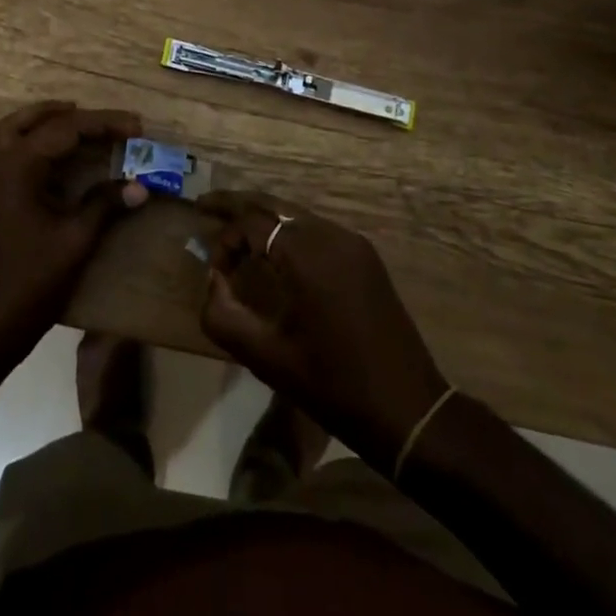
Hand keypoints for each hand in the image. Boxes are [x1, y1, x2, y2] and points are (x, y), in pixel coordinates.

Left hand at [0, 101, 147, 364]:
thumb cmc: (31, 282)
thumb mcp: (76, 240)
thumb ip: (106, 205)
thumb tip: (141, 186)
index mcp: (17, 165)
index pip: (66, 129)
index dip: (104, 124)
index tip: (136, 126)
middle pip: (35, 120)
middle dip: (72, 116)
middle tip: (107, 122)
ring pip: (12, 129)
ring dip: (44, 121)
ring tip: (77, 122)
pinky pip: (1, 149)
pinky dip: (25, 140)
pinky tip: (43, 153)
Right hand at [198, 190, 449, 473]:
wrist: (410, 410)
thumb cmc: (334, 386)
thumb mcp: (267, 358)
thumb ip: (224, 315)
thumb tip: (212, 281)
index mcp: (306, 254)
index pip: (250, 223)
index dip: (224, 240)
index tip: (213, 272)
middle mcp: (329, 234)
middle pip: (272, 204)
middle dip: (237, 204)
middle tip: (206, 206)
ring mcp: (352, 243)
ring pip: (295, 214)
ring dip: (263, 219)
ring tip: (237, 233)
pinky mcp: (365, 256)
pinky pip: (316, 229)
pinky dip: (288, 232)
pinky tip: (275, 253)